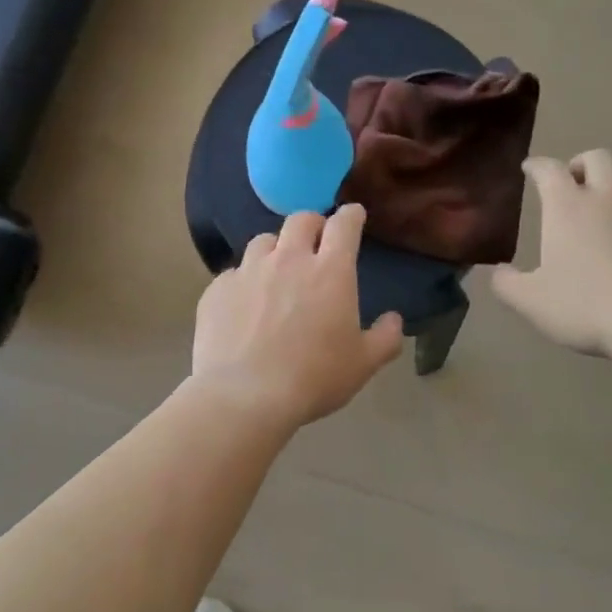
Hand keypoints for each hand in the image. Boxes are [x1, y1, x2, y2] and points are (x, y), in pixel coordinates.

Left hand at [192, 204, 405, 426]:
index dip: (351, 215)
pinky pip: (233, 273)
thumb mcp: (363, 364)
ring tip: (277, 271)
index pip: (344, 225)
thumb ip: (385, 338)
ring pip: (263, 241)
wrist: (244, 396)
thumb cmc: (313, 378)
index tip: (354, 215)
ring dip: (275, 249)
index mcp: (330, 271)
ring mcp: (248, 271)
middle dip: (313, 224)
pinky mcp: (217, 289)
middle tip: (316, 241)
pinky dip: (244, 281)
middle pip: (300, 220)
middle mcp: (288, 259)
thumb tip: (394, 320)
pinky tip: (244, 305)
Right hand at [492, 150, 611, 358]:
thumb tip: (498, 271)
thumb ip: (507, 284)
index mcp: (568, 207)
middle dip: (581, 164)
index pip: (548, 170)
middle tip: (573, 182)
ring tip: (611, 205)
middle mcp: (609, 198)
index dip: (537, 166)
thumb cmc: (585, 307)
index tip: (530, 168)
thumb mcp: (531, 302)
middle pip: (598, 158)